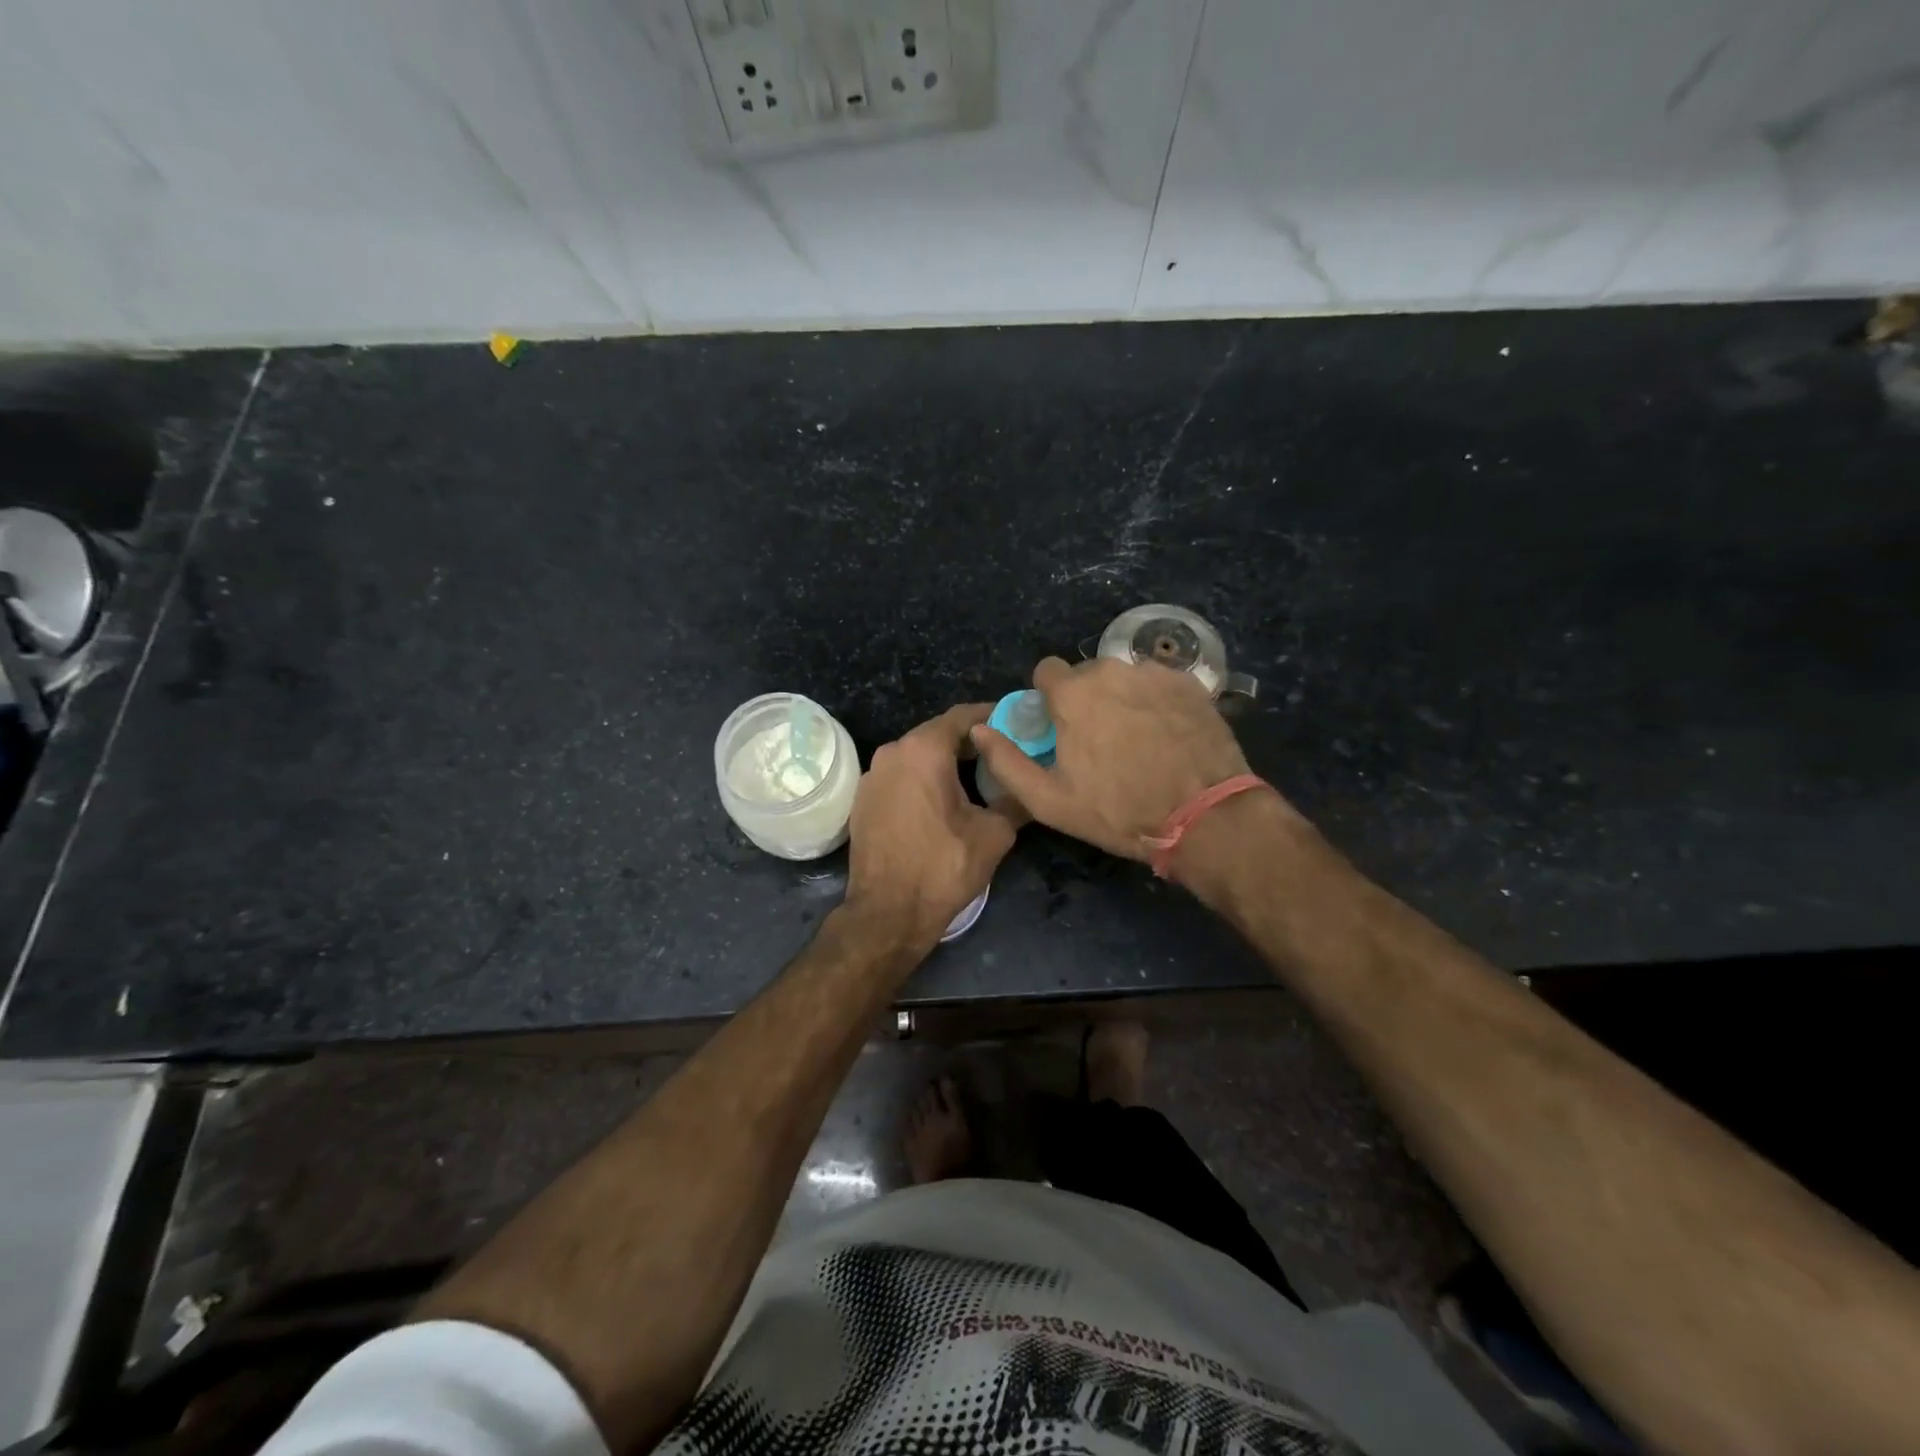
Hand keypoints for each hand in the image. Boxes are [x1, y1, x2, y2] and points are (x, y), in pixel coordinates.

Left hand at [844, 704, 1018, 953]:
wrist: (888, 913)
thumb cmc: (943, 867)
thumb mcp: (994, 834)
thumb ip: (1014, 800)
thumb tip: (1030, 788)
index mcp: (923, 750)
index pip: (963, 716)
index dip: (992, 715)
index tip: (1016, 722)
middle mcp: (892, 752)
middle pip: (938, 734)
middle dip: (970, 741)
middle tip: (1002, 752)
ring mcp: (872, 776)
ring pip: (916, 755)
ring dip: (945, 761)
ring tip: (976, 777)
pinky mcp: (863, 800)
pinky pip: (900, 777)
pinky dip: (922, 779)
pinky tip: (942, 799)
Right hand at [970, 657, 1252, 861]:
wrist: (1204, 816)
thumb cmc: (1118, 811)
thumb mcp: (1049, 800)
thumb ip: (1006, 761)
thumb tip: (978, 729)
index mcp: (1073, 693)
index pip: (1046, 671)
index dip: (1048, 698)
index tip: (1059, 726)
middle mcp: (1113, 669)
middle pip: (1087, 674)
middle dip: (1087, 699)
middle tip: (1100, 741)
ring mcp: (1156, 673)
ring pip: (1124, 677)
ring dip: (1122, 698)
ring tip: (1137, 740)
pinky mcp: (1190, 683)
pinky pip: (1158, 684)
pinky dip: (1155, 702)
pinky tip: (1166, 735)